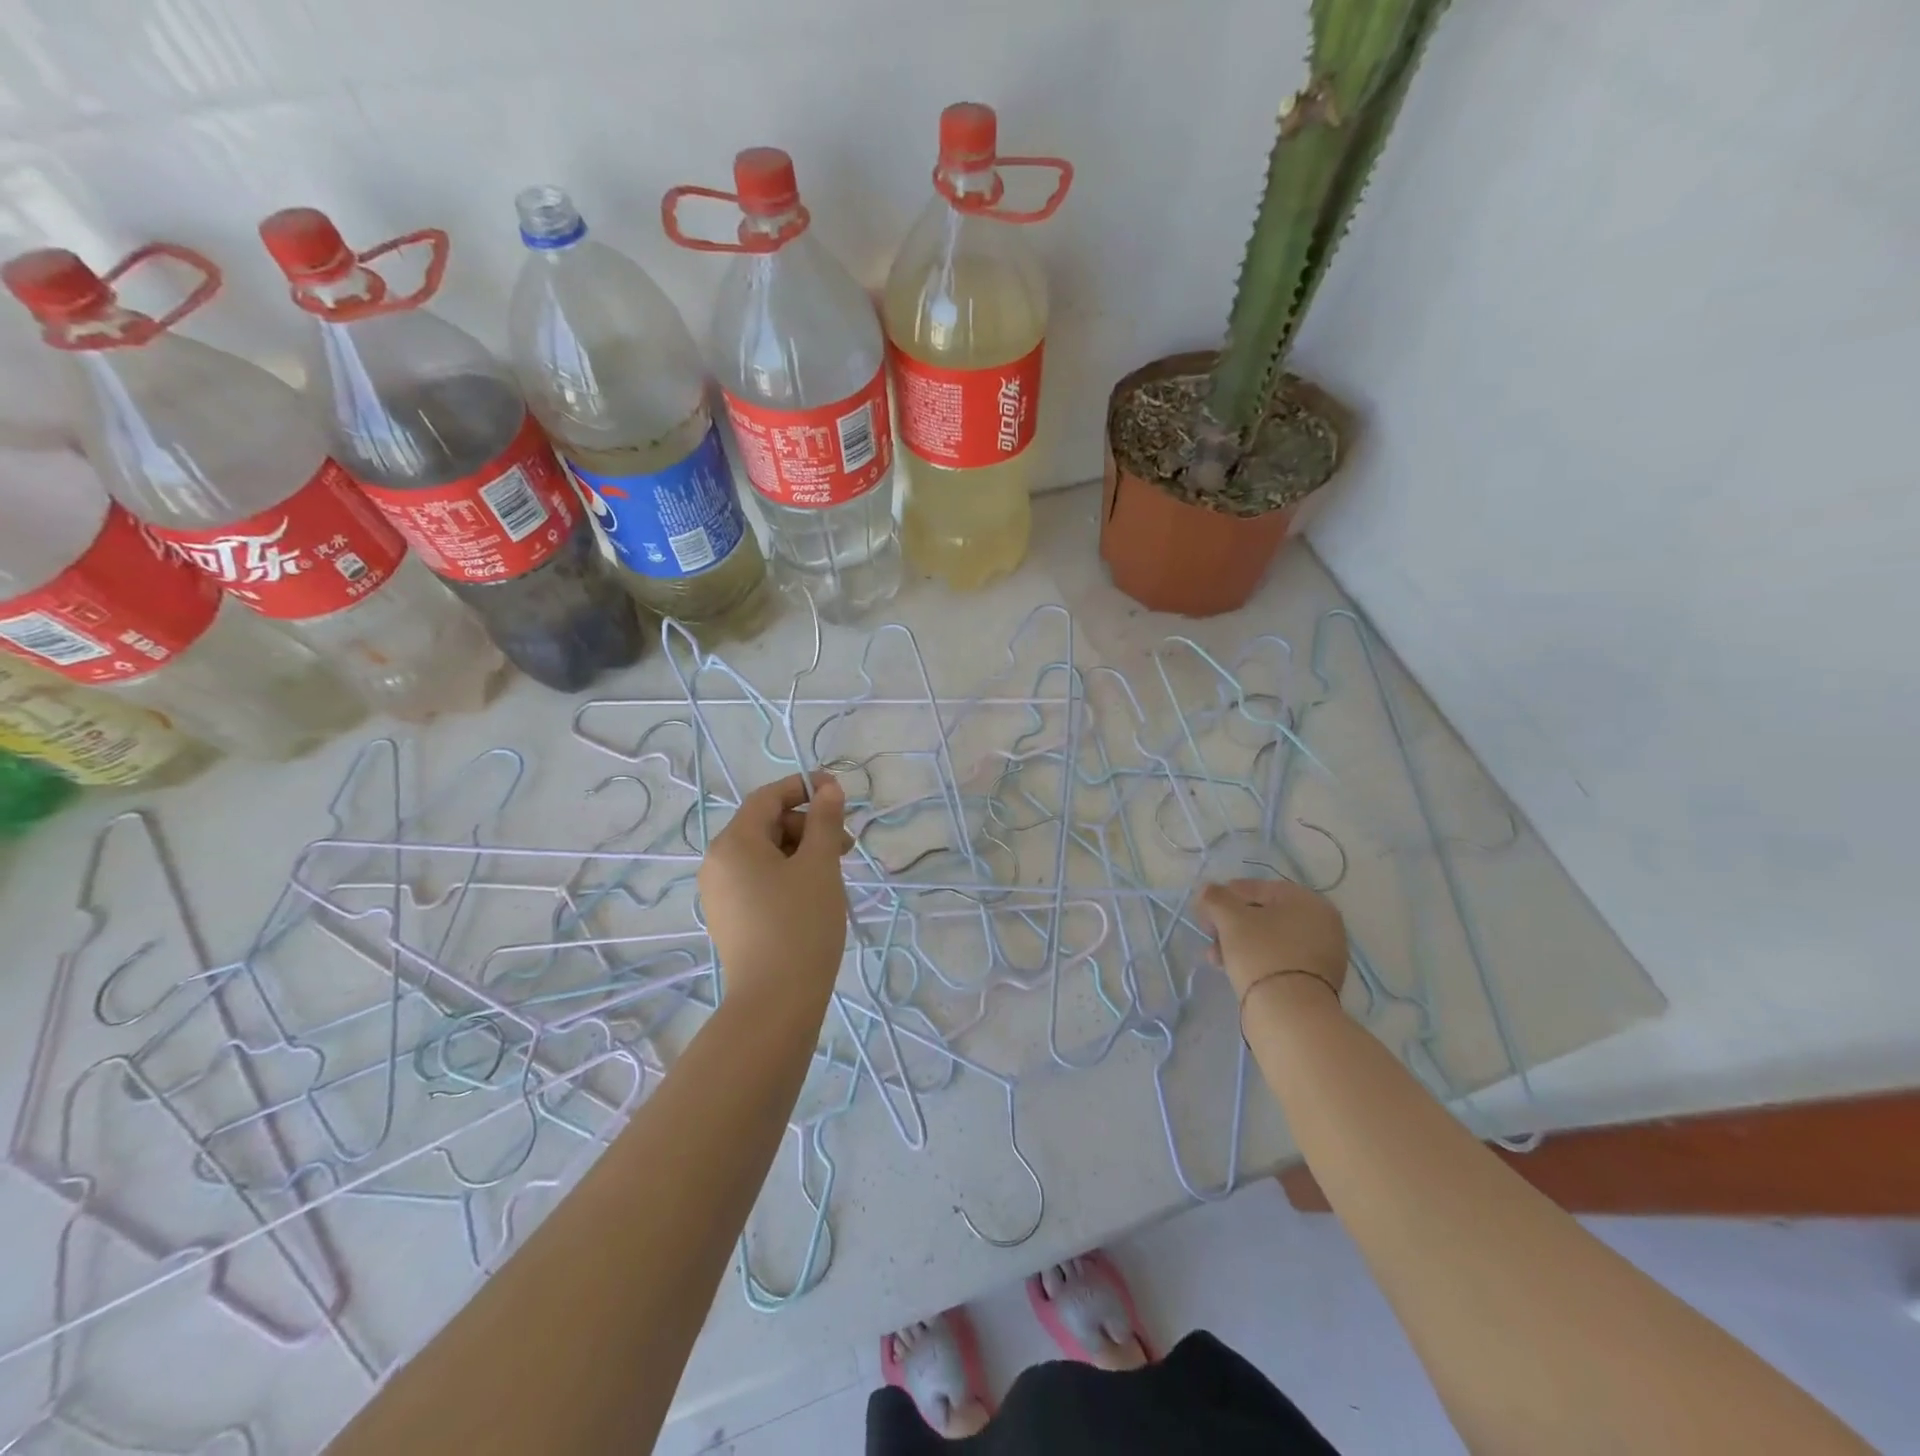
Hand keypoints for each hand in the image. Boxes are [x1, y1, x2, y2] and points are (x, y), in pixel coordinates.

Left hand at [699, 773, 850, 1002]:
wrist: (775, 1001)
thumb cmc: (801, 923)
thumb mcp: (820, 865)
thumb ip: (824, 820)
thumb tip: (828, 787)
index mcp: (734, 842)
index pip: (768, 798)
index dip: (803, 787)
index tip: (838, 791)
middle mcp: (717, 862)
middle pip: (766, 825)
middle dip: (807, 825)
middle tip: (846, 844)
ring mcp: (719, 893)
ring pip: (764, 854)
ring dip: (801, 850)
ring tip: (834, 871)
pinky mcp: (728, 918)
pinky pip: (758, 879)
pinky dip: (787, 874)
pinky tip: (813, 893)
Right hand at [1197, 877, 1347, 1001]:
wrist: (1290, 1015)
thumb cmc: (1261, 954)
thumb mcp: (1230, 919)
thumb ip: (1215, 898)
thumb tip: (1207, 890)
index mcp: (1309, 901)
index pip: (1259, 888)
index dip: (1226, 895)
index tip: (1204, 909)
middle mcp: (1323, 924)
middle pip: (1264, 915)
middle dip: (1231, 924)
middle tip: (1209, 934)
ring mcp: (1323, 955)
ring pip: (1269, 940)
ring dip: (1238, 943)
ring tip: (1214, 958)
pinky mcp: (1316, 982)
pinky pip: (1279, 961)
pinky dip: (1256, 960)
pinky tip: (1233, 970)